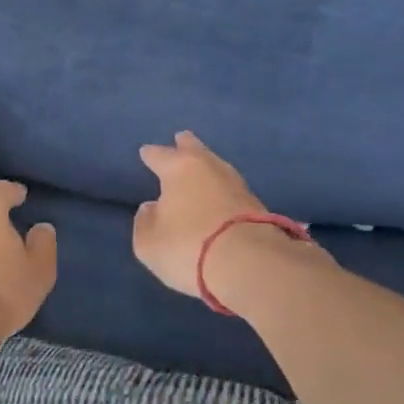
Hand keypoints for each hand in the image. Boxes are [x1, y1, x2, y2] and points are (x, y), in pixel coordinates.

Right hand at [133, 131, 328, 300]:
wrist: (250, 265)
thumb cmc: (187, 247)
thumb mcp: (148, 242)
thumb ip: (145, 221)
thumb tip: (152, 208)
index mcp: (179, 168)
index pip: (160, 155)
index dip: (151, 154)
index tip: (145, 152)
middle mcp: (210, 168)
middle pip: (196, 150)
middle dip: (186, 145)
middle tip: (181, 138)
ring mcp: (238, 185)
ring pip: (217, 168)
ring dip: (207, 167)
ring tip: (200, 168)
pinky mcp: (258, 207)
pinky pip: (230, 191)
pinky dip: (221, 191)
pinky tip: (218, 196)